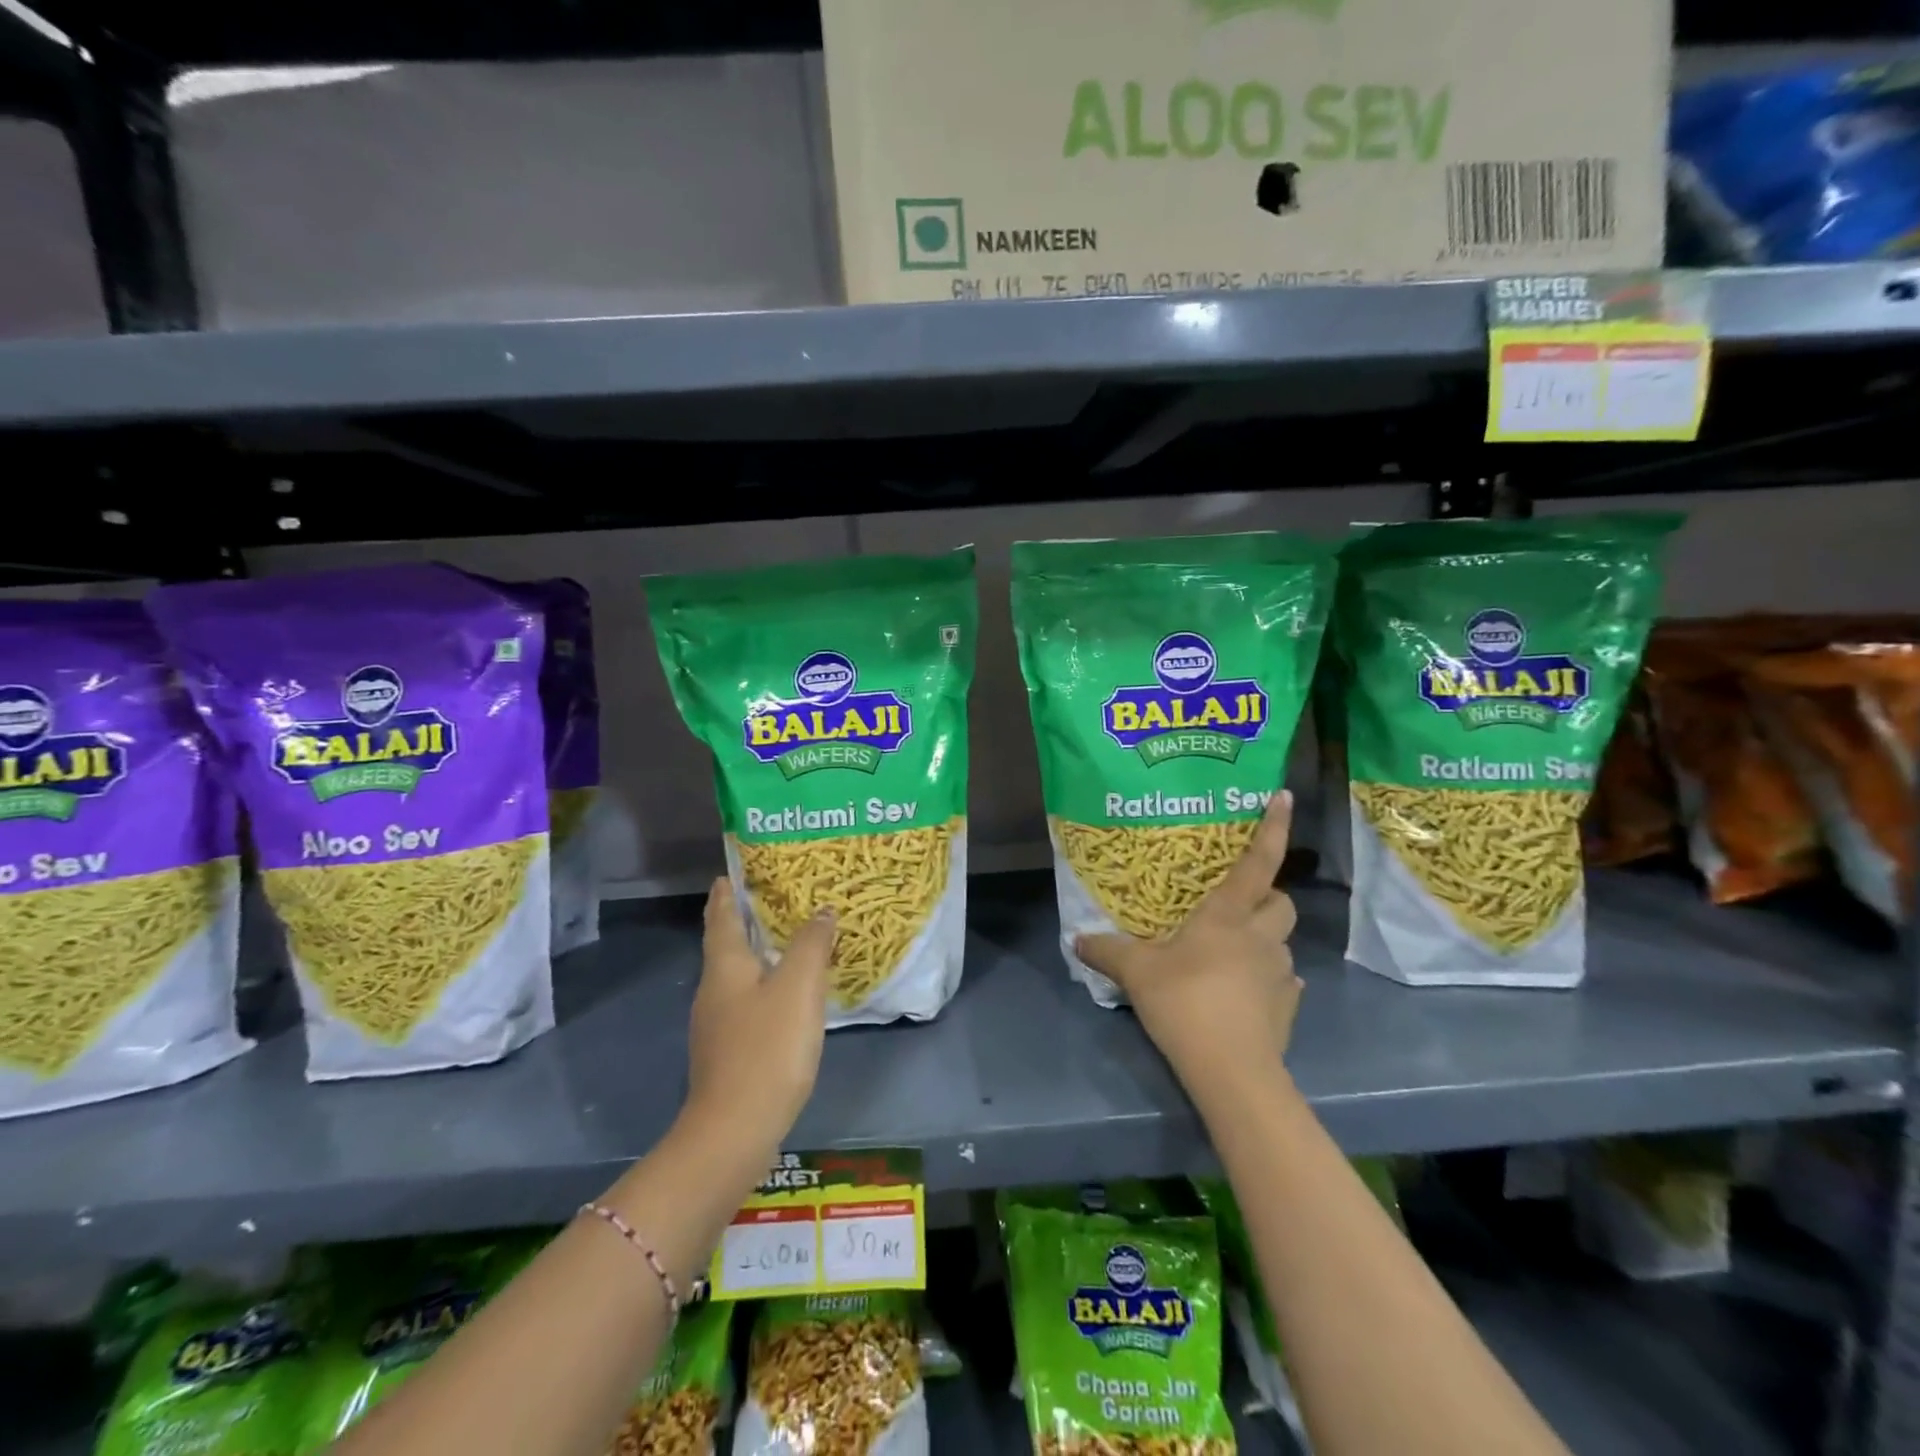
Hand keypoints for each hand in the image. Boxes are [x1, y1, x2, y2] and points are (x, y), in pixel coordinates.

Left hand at [685, 878, 836, 1150]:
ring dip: (758, 955)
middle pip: (726, 945)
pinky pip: (747, 1004)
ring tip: (788, 942)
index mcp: (725, 967)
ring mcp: (717, 1025)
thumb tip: (821, 911)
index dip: (726, 893)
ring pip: (737, 976)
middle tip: (774, 900)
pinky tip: (787, 997)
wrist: (734, 1131)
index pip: (721, 917)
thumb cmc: (767, 1048)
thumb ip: (811, 944)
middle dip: (744, 921)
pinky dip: (765, 987)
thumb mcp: (798, 988)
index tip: (731, 873)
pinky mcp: (729, 1053)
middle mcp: (714, 990)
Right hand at [1076, 792, 1302, 1103]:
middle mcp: (1260, 937)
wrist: (1231, 1070)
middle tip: (1236, 906)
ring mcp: (1280, 973)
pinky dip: (1268, 981)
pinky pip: (1284, 983)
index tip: (1284, 796)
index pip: (1258, 862)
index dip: (1272, 827)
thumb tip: (1075, 938)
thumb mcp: (1135, 973)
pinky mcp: (1289, 1009)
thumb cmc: (1185, 1002)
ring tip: (1233, 954)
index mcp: (1227, 916)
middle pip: (1282, 902)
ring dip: (1263, 941)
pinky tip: (1245, 994)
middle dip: (1267, 897)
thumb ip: (1106, 951)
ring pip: (1281, 942)